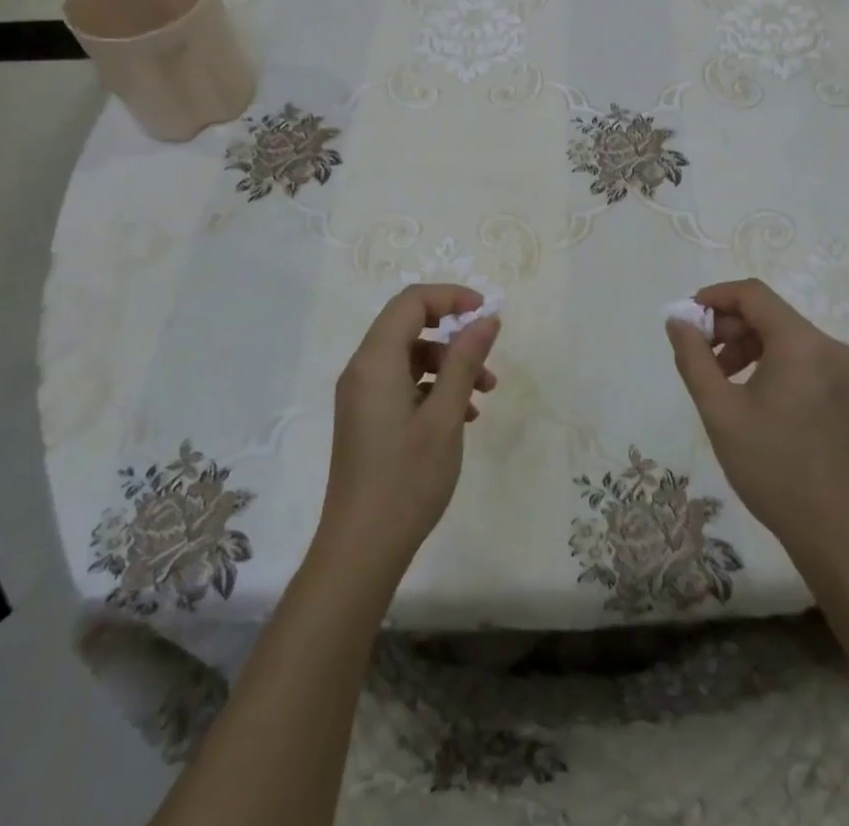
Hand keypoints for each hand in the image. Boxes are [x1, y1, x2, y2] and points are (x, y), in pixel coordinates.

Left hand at [316, 284, 499, 580]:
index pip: (411, 302)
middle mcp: (362, 369)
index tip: (485, 313)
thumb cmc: (406, 480)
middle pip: (409, 325)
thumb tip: (486, 318)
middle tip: (488, 356)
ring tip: (484, 395)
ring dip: (449, 365)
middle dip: (453, 334)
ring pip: (409, 357)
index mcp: (375, 361)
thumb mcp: (445, 417)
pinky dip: (434, 387)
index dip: (450, 297)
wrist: (360, 551)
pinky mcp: (366, 418)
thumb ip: (465, 361)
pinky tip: (463, 416)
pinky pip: (402, 383)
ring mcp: (361, 396)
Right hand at [665, 279, 848, 564]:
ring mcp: (845, 371)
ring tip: (722, 381)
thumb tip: (678, 320)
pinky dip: (772, 363)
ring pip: (785, 337)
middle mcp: (830, 347)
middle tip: (700, 356)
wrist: (838, 533)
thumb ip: (694, 358)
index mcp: (802, 344)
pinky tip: (752, 397)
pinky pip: (803, 359)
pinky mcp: (848, 394)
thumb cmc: (773, 468)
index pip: (753, 294)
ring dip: (748, 347)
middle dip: (729, 327)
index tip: (687, 319)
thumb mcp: (720, 411)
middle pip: (769, 314)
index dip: (715, 297)